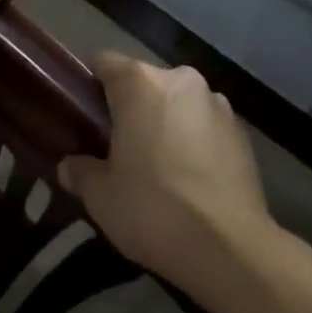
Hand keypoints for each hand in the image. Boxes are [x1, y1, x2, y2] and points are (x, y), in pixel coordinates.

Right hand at [59, 53, 274, 293]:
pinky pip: (204, 125)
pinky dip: (192, 140)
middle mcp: (180, 79)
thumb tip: (69, 166)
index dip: (89, 85)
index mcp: (140, 82)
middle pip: (143, 82)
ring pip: (176, 103)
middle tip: (115, 147)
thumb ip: (80, 172)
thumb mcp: (101, 196)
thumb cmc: (153, 209)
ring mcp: (216, 103)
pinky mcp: (241, 131)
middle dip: (129, 107)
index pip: (104, 63)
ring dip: (164, 122)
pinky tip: (188, 178)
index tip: (82, 115)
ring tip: (156, 165)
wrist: (231, 249)